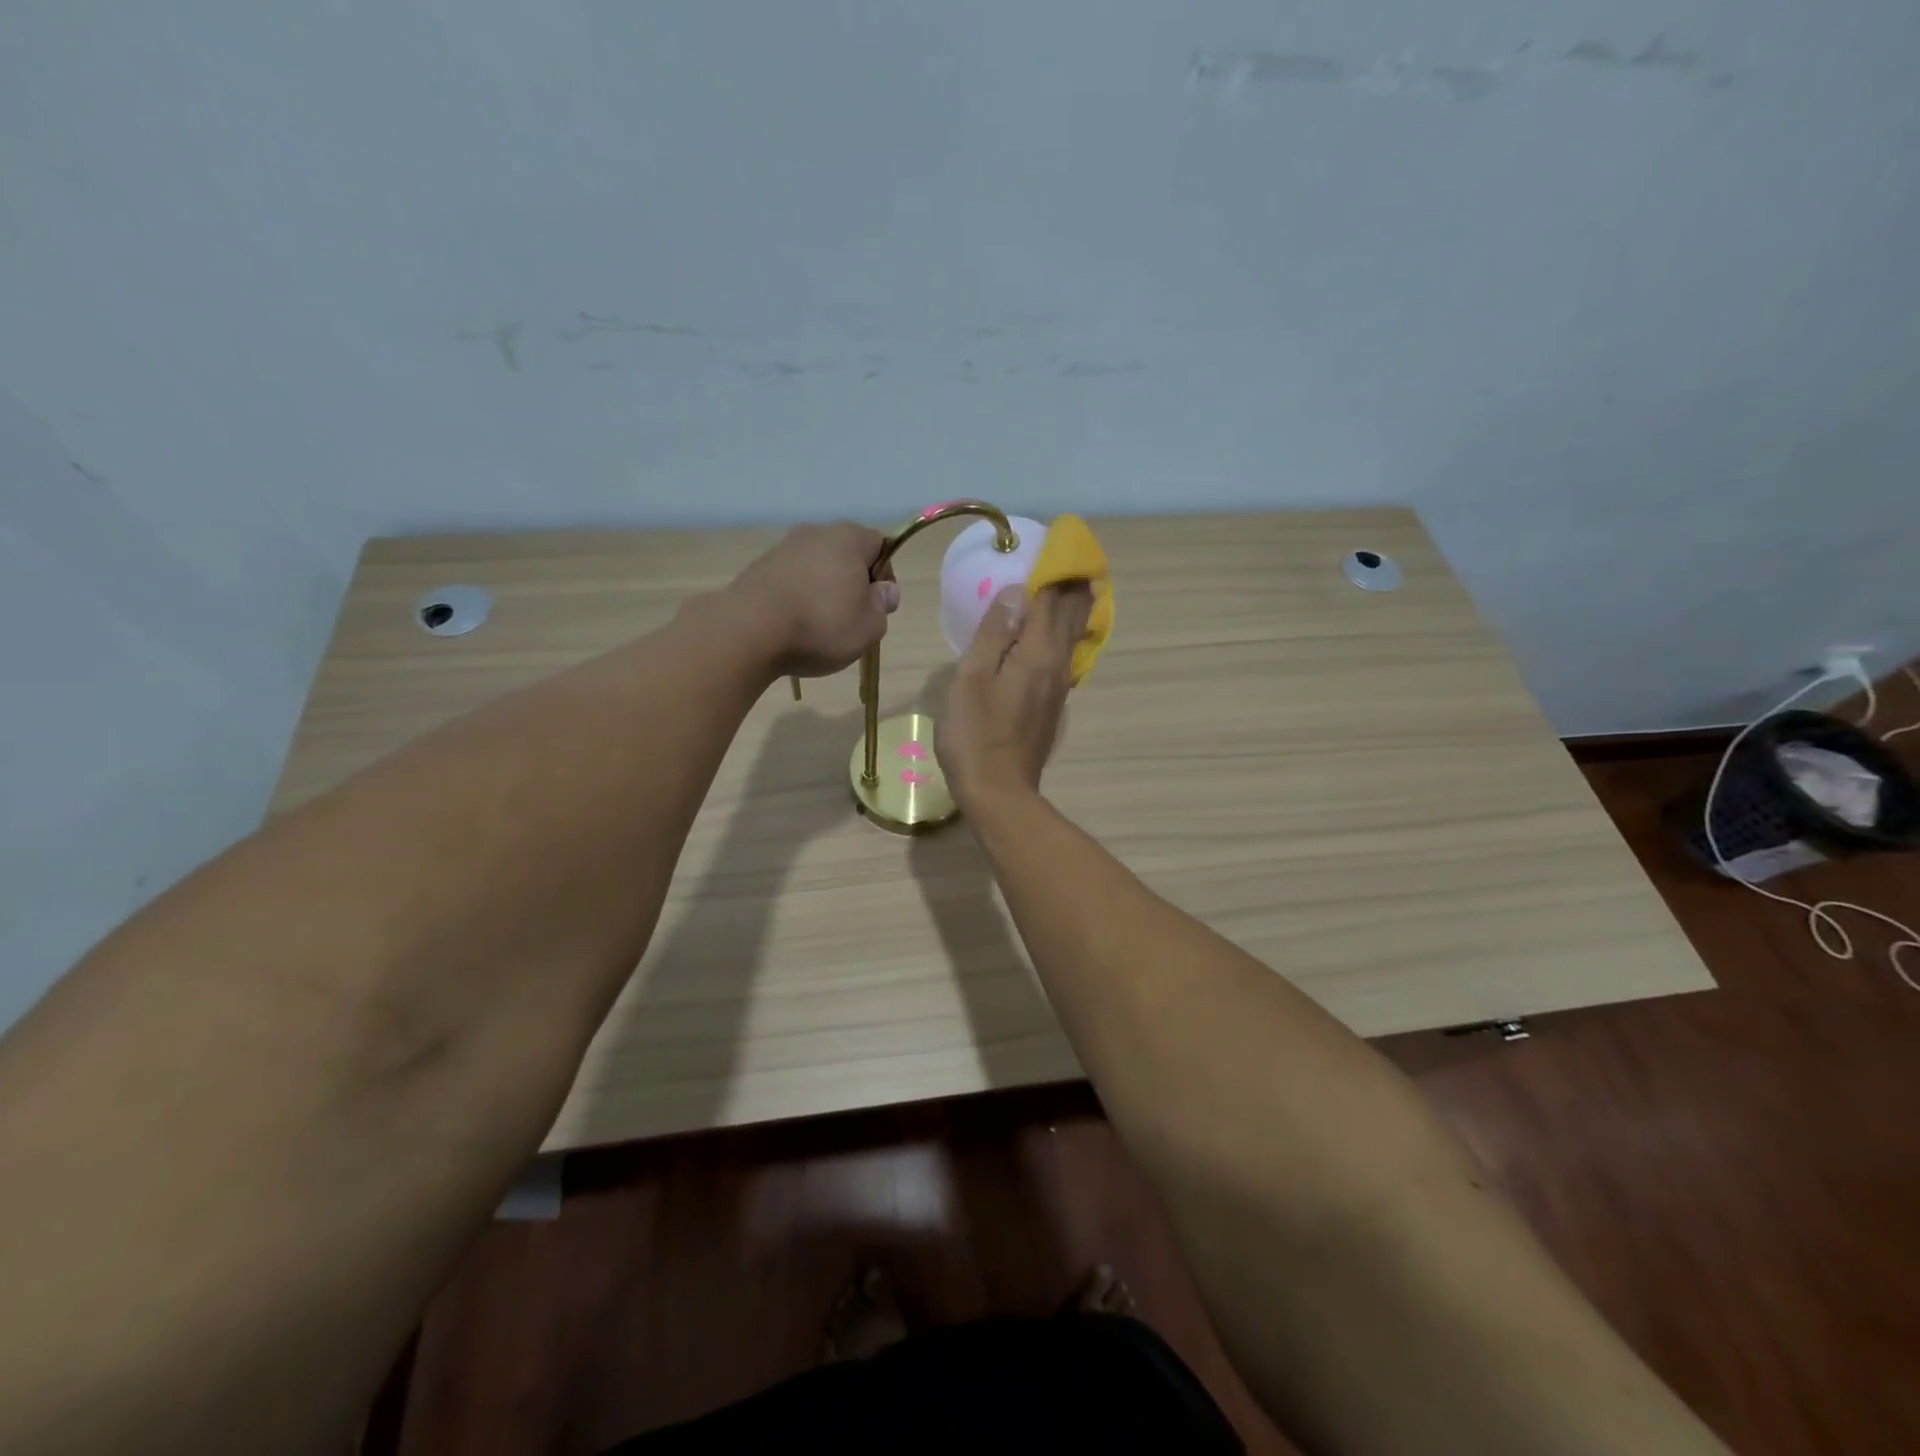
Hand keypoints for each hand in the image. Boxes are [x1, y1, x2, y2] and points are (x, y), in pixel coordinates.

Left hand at [728, 522, 900, 678]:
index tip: (879, 605)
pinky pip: (790, 581)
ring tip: (819, 627)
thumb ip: (883, 604)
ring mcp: (783, 548)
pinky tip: (793, 625)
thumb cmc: (822, 625)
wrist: (749, 630)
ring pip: (816, 568)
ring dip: (823, 591)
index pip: (880, 545)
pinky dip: (797, 598)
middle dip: (852, 583)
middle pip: (846, 555)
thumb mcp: (870, 625)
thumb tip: (885, 590)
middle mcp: (815, 533)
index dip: (885, 575)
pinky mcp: (758, 568)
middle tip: (852, 619)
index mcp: (849, 538)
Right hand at [938, 581, 1093, 809]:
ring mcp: (1058, 688)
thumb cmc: (975, 734)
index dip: (1054, 570)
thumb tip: (1018, 591)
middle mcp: (1056, 665)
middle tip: (1077, 559)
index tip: (1058, 544)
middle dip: (1074, 586)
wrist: (998, 792)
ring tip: (1078, 587)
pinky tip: (1061, 636)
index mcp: (1036, 653)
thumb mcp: (972, 678)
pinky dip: (1068, 635)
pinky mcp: (1052, 705)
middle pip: (1071, 616)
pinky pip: (1067, 657)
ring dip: (1076, 610)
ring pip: (1074, 638)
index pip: (1051, 599)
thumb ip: (995, 633)